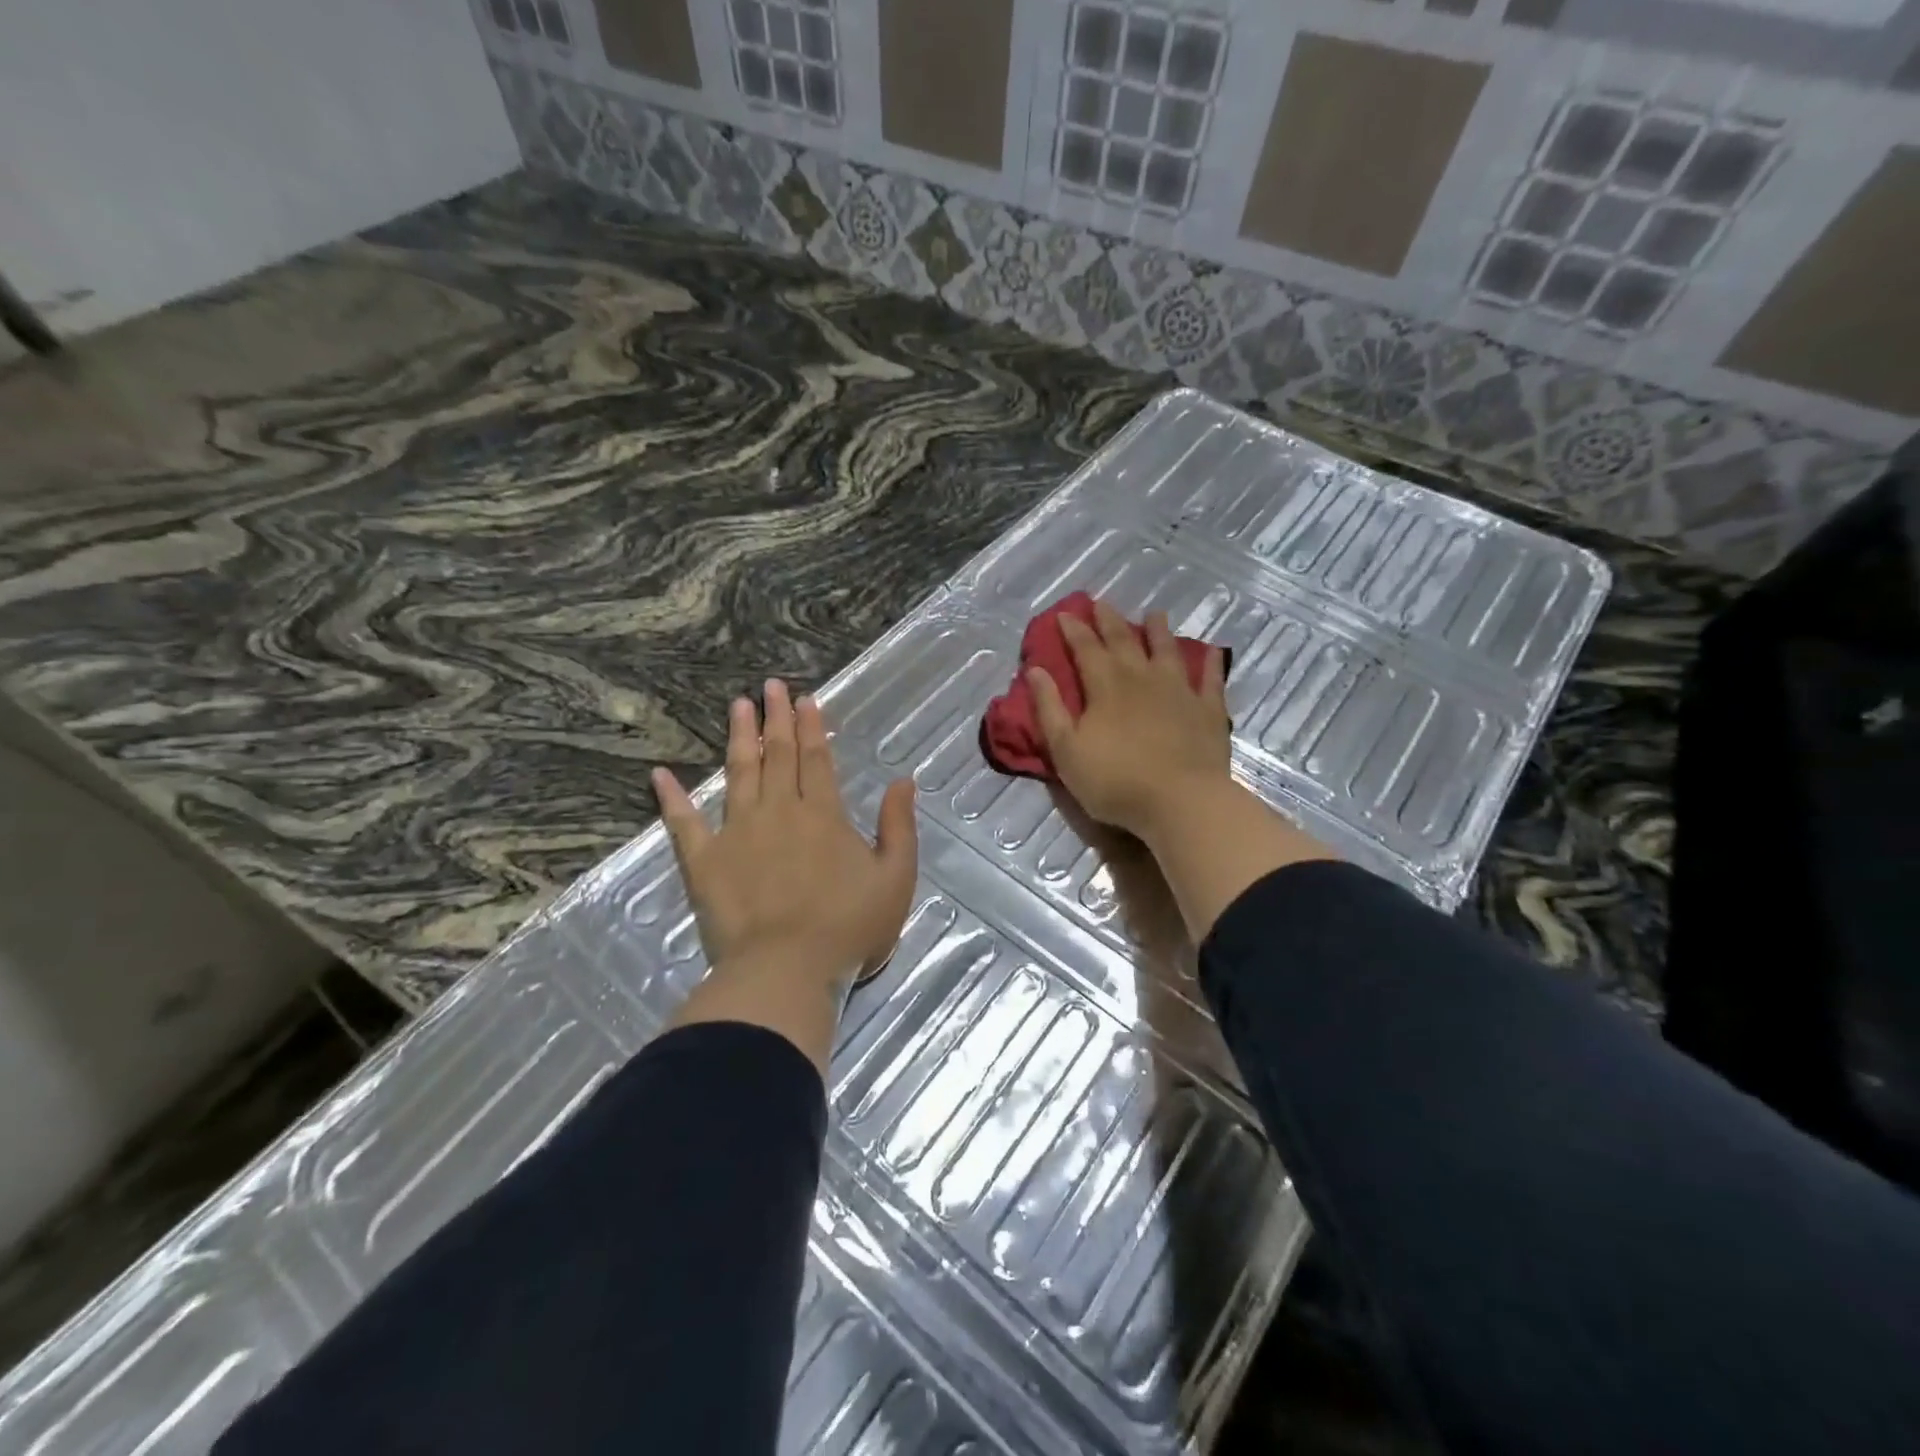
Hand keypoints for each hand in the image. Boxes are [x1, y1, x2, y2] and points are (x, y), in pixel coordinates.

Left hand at [652, 680, 917, 1070]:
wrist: (786, 971)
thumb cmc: (848, 928)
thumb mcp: (895, 878)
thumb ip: (898, 826)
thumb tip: (903, 780)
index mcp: (824, 814)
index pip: (817, 759)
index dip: (813, 727)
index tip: (806, 699)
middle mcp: (780, 811)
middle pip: (778, 755)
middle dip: (777, 718)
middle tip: (771, 686)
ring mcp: (737, 832)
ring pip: (738, 773)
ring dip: (739, 737)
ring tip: (738, 705)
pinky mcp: (704, 861)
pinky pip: (683, 824)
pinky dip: (671, 799)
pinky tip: (660, 775)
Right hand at [1034, 601, 1334, 942]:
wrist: (1180, 801)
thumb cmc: (1114, 781)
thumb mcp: (1066, 750)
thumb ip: (1049, 708)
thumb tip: (1035, 670)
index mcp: (1105, 686)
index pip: (1086, 649)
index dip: (1074, 630)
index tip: (1065, 614)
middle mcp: (1142, 678)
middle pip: (1124, 641)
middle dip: (1110, 621)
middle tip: (1102, 602)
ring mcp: (1179, 691)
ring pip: (1167, 651)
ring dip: (1159, 631)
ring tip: (1155, 614)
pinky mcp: (1208, 711)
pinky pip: (1209, 680)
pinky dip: (1208, 663)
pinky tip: (1210, 652)